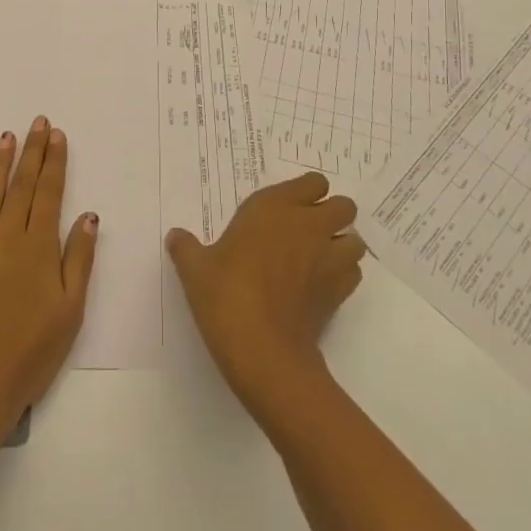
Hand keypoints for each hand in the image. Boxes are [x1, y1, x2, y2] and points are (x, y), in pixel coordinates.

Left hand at [0, 118, 98, 448]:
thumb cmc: (30, 353)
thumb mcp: (70, 312)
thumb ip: (79, 259)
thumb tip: (88, 215)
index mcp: (37, 248)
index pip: (49, 192)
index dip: (54, 162)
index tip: (57, 135)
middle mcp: (5, 237)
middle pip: (21, 185)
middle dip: (32, 151)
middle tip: (38, 122)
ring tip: (7, 136)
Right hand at [166, 172, 366, 418]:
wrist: (262, 349)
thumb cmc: (227, 295)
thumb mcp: (195, 269)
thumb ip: (186, 248)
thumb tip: (175, 236)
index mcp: (276, 207)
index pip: (313, 182)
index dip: (307, 193)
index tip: (289, 208)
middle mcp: (309, 225)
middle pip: (344, 206)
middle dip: (333, 215)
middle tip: (307, 232)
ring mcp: (329, 258)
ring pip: (355, 240)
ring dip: (342, 245)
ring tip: (319, 259)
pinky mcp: (340, 292)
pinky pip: (353, 273)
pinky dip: (344, 275)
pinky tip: (321, 287)